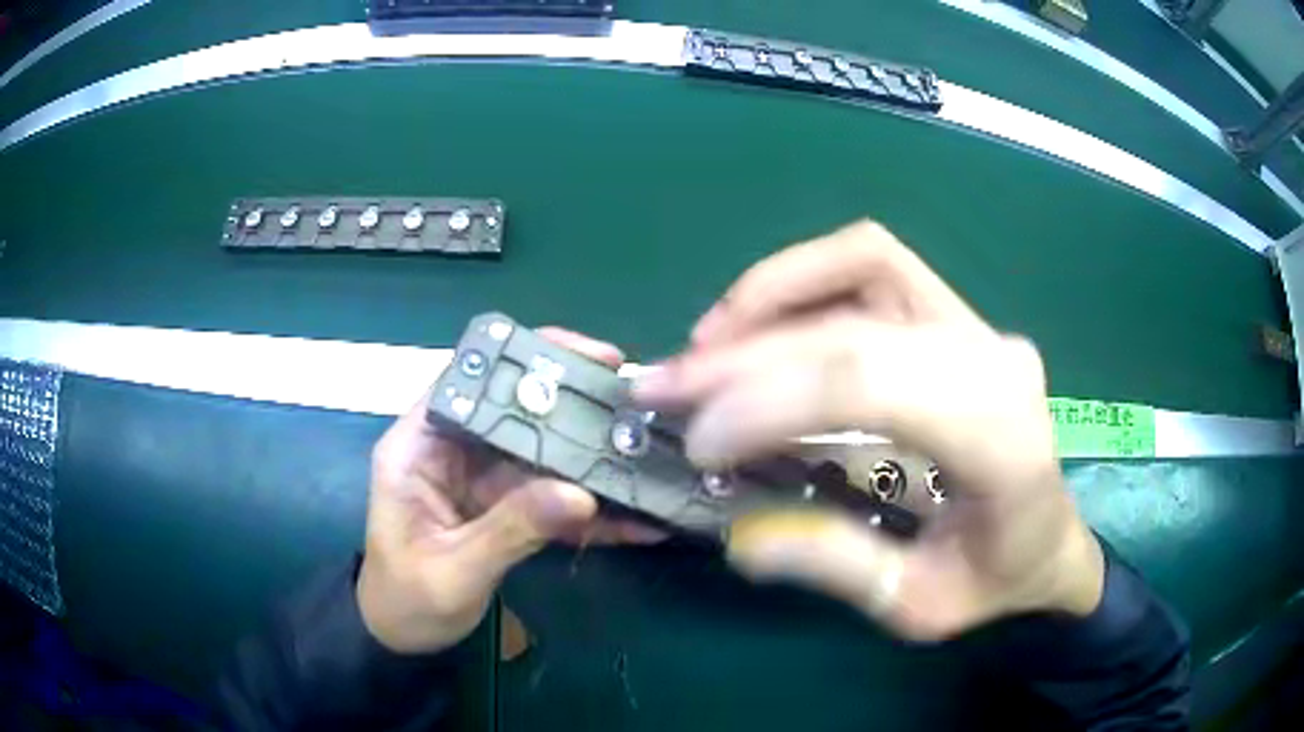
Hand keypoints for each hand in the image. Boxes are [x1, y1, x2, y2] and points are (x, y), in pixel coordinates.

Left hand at [359, 329, 664, 654]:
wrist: (404, 638)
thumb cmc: (407, 600)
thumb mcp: (455, 569)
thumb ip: (511, 530)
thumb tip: (581, 493)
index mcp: (418, 447)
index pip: (470, 379)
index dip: (526, 359)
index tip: (589, 360)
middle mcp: (452, 451)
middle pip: (516, 411)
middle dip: (575, 407)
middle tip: (636, 405)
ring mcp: (482, 480)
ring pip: (542, 454)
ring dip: (592, 459)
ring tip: (647, 457)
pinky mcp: (505, 509)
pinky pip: (551, 499)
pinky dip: (590, 509)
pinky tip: (635, 519)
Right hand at [635, 221, 1103, 640]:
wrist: (1047, 539)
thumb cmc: (993, 579)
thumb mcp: (917, 606)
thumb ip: (837, 567)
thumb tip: (739, 533)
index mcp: (1002, 439)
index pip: (875, 385)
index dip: (772, 402)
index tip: (697, 442)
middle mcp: (994, 358)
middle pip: (855, 326)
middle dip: (747, 355)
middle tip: (667, 390)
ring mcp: (977, 324)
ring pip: (864, 261)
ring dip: (773, 294)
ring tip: (705, 345)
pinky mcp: (953, 313)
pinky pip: (870, 264)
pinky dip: (803, 281)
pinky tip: (757, 322)